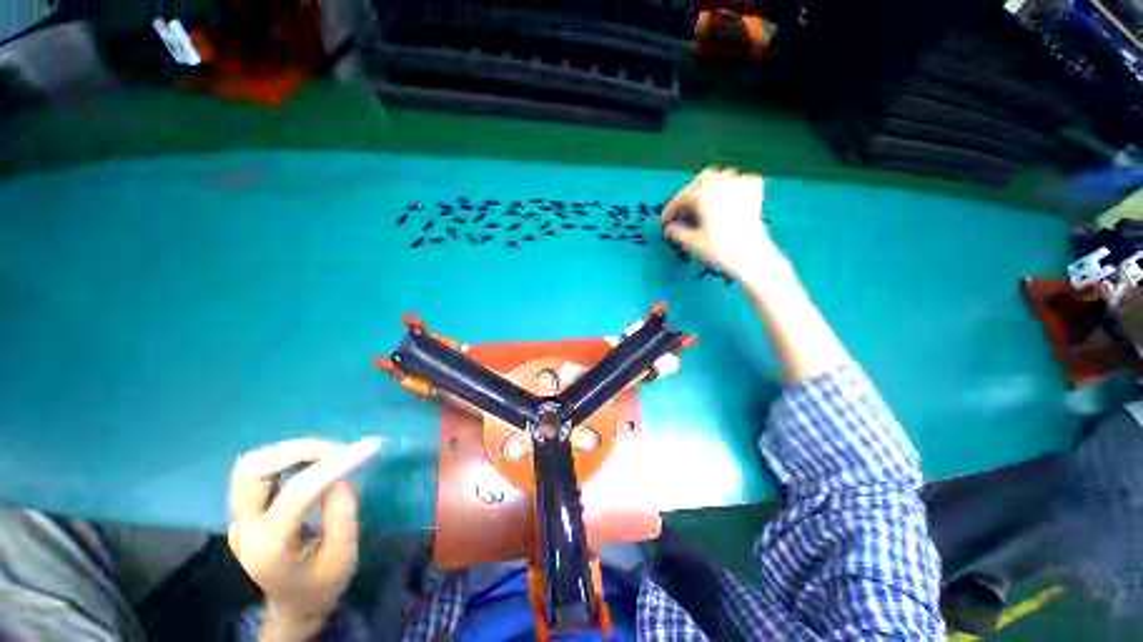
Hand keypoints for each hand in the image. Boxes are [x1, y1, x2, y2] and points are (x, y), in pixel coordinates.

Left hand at [228, 437, 381, 636]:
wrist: (293, 605)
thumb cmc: (322, 585)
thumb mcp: (343, 555)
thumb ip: (342, 511)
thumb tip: (341, 473)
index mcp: (269, 549)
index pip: (296, 494)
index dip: (334, 465)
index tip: (370, 447)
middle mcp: (244, 528)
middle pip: (254, 470)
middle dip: (301, 450)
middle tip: (340, 450)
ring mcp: (239, 517)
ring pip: (253, 464)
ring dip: (293, 451)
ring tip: (329, 454)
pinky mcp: (245, 509)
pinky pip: (261, 469)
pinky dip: (289, 457)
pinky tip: (314, 462)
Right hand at [661, 167, 776, 279]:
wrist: (752, 256)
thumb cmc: (721, 250)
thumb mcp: (691, 243)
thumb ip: (676, 232)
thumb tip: (670, 228)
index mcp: (704, 195)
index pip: (681, 198)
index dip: (670, 210)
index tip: (665, 221)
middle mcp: (721, 185)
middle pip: (699, 181)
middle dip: (689, 194)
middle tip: (683, 210)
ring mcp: (740, 186)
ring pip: (720, 176)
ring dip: (708, 187)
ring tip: (703, 203)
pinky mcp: (755, 193)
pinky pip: (741, 180)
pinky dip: (731, 186)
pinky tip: (727, 197)